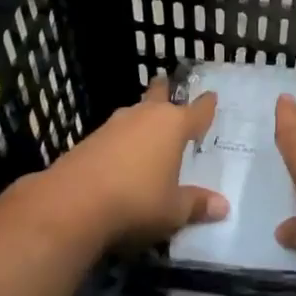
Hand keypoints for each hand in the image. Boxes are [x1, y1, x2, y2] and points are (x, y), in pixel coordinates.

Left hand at [44, 77, 227, 248]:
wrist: (71, 205)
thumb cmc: (136, 202)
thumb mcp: (173, 211)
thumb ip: (197, 205)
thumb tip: (223, 207)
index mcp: (173, 125)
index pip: (198, 110)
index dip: (207, 105)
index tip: (212, 96)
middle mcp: (145, 116)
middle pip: (158, 95)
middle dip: (164, 90)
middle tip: (166, 84)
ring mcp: (113, 125)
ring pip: (133, 113)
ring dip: (140, 118)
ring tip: (146, 127)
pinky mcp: (89, 140)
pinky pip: (114, 134)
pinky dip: (121, 140)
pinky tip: (120, 156)